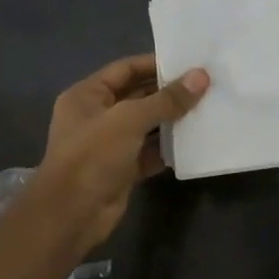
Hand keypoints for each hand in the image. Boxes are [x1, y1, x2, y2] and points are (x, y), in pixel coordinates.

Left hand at [33, 55, 208, 250]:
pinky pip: (150, 152)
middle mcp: (97, 116)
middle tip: (206, 86)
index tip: (189, 62)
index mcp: (87, 96)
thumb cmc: (93, 156)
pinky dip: (169, 148)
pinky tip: (195, 141)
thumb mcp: (130, 120)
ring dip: (172, 120)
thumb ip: (166, 99)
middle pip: (138, 96)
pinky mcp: (122, 170)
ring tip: (207, 109)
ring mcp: (109, 145)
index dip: (155, 64)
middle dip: (169, 92)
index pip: (125, 69)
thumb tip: (201, 76)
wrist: (71, 215)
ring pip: (146, 126)